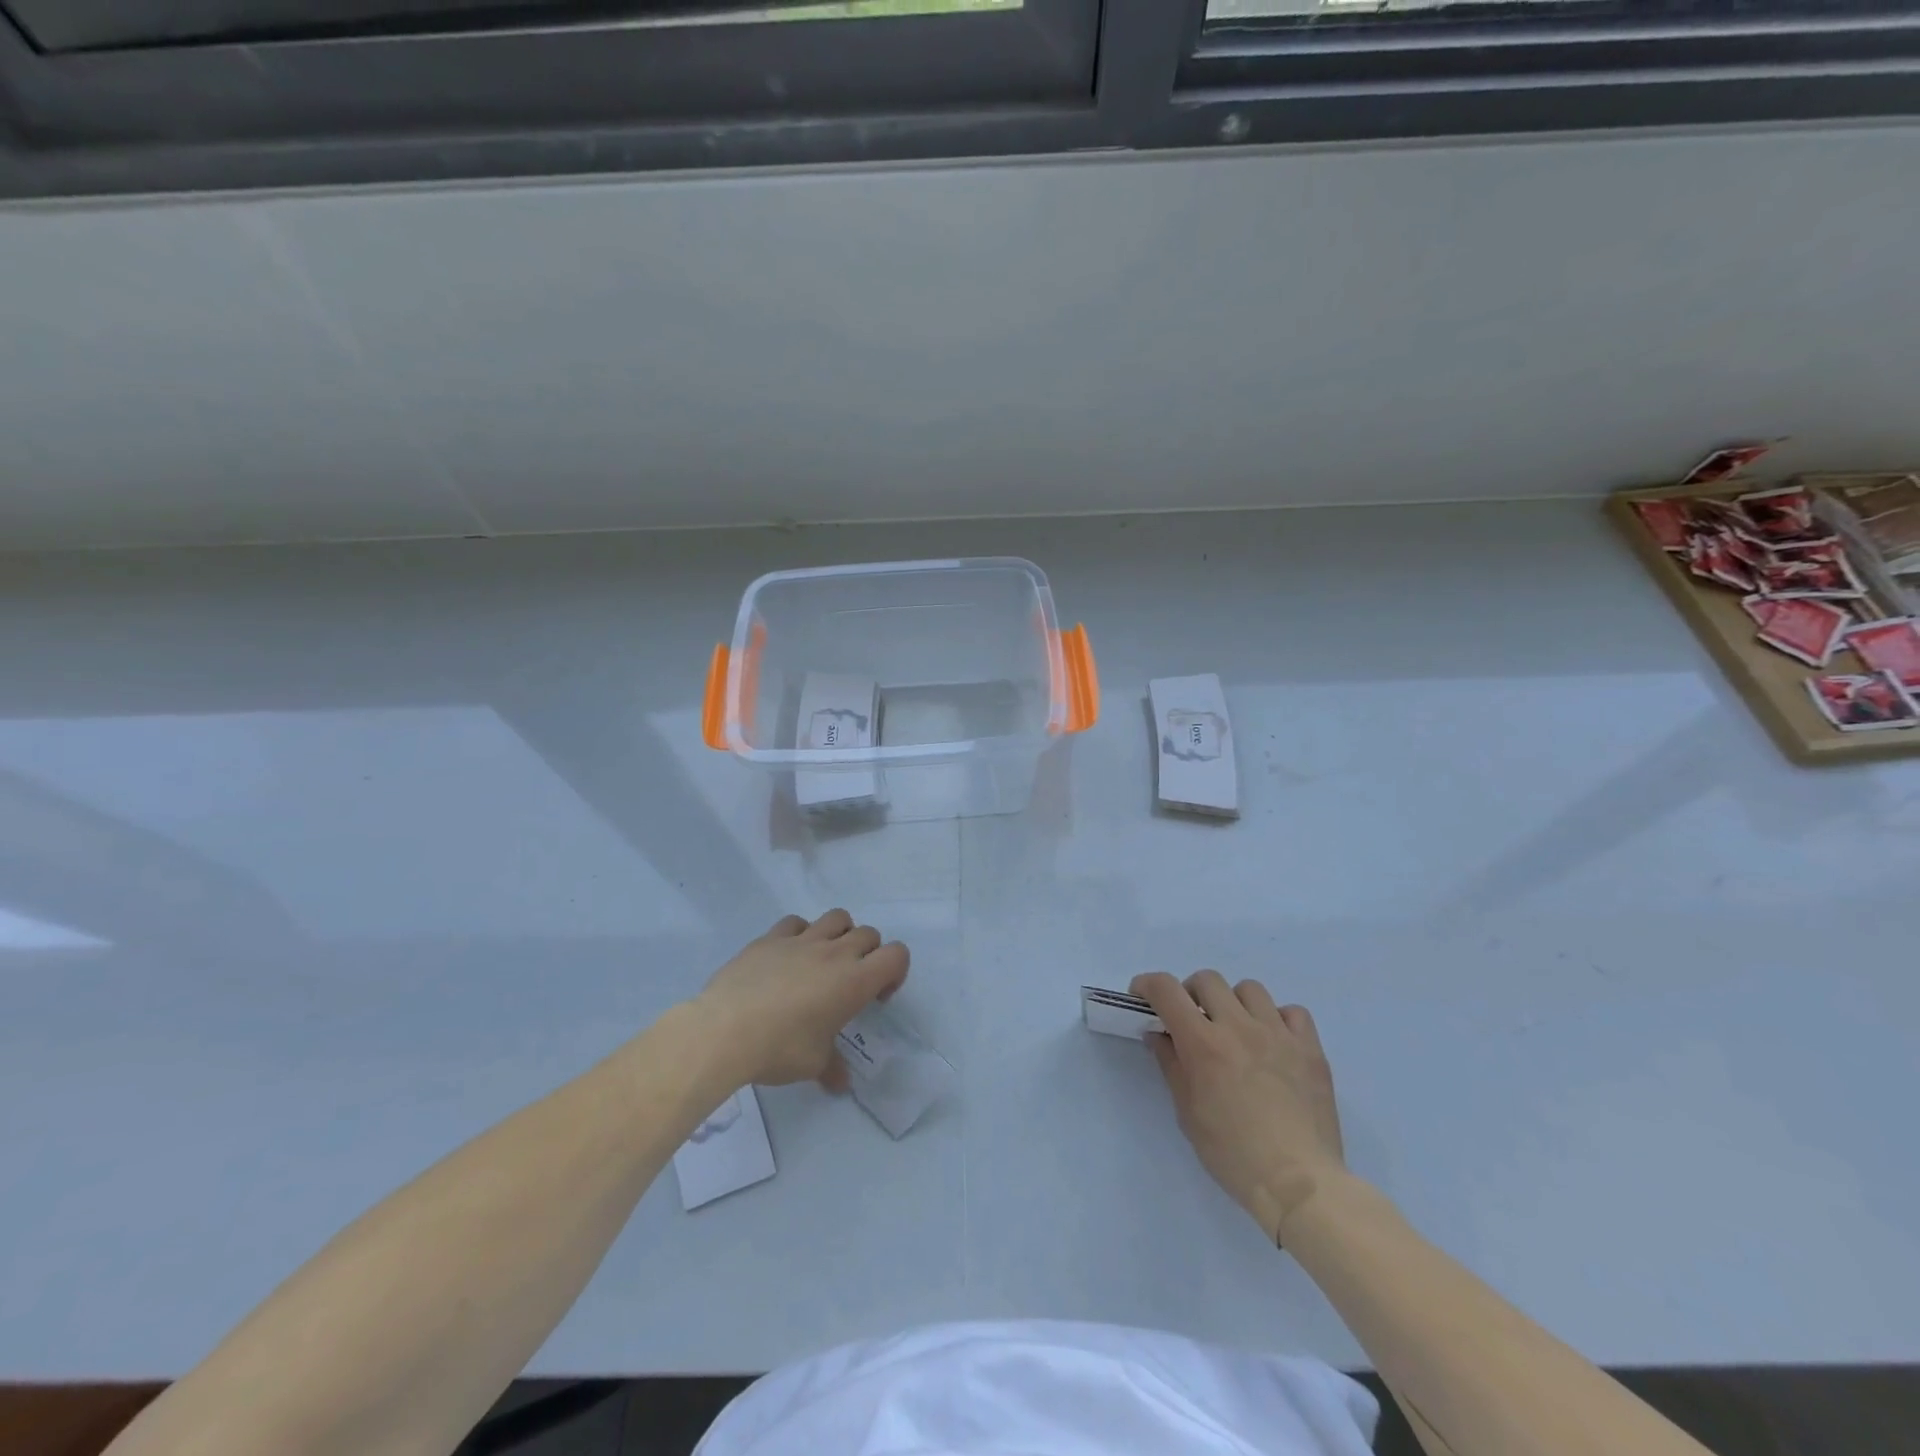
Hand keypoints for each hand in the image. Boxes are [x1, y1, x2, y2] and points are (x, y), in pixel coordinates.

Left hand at [693, 910, 908, 1090]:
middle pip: (869, 934)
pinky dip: (800, 934)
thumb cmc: (780, 1049)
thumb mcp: (813, 1065)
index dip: (895, 972)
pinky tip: (788, 957)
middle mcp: (834, 953)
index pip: (897, 955)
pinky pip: (796, 923)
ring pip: (837, 918)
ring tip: (824, 961)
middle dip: (868, 954)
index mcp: (855, 981)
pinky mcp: (770, 938)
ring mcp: (801, 940)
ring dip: (840, 934)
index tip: (876, 997)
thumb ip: (832, 1067)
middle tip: (850, 984)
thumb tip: (840, 1083)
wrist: (725, 1031)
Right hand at [1132, 970, 1345, 1244]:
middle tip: (1192, 1020)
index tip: (1143, 996)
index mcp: (1203, 1043)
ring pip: (1250, 989)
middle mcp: (1239, 1027)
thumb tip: (1159, 1035)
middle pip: (1207, 979)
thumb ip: (1171, 1065)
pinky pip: (1293, 1012)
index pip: (1166, 990)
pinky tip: (1274, 1043)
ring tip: (1236, 1029)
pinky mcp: (1310, 1049)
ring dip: (1234, 1002)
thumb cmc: (1232, 1154)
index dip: (1148, 984)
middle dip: (1191, 993)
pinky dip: (1279, 1019)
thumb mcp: (1187, 1112)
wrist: (1298, 1184)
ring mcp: (1278, 1034)